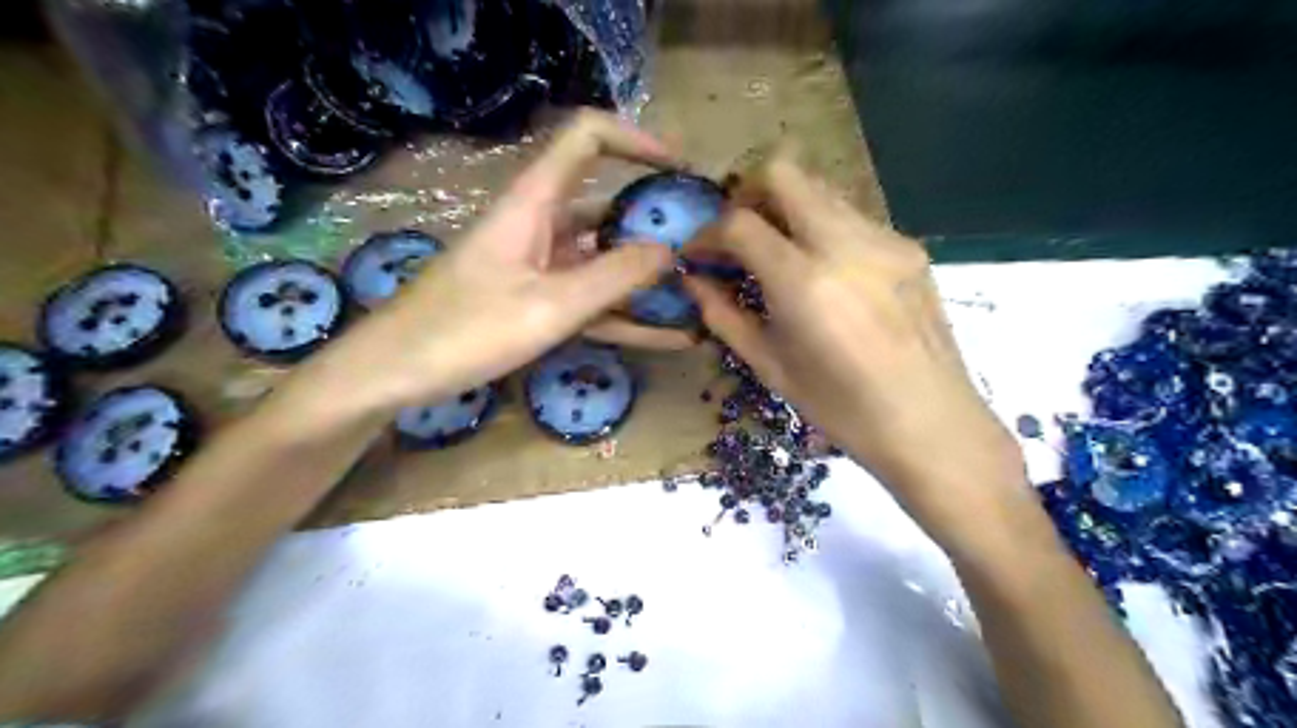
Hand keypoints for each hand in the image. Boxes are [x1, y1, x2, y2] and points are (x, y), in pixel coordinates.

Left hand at [336, 112, 697, 412]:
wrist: (396, 374)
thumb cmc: (466, 331)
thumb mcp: (550, 305)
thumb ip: (614, 277)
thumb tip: (669, 251)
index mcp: (534, 202)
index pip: (587, 138)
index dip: (636, 140)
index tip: (681, 169)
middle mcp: (540, 225)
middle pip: (606, 206)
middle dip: (656, 223)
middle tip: (706, 247)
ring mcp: (539, 267)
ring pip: (603, 260)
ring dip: (647, 278)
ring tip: (698, 295)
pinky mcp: (536, 302)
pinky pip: (591, 301)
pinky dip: (626, 315)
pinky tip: (670, 338)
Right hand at [682, 150, 1028, 528]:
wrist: (931, 423)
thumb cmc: (842, 409)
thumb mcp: (771, 366)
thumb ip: (724, 315)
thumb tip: (693, 280)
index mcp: (805, 282)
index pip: (740, 223)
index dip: (707, 233)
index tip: (697, 256)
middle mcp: (846, 243)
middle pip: (783, 173)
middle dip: (746, 195)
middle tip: (736, 236)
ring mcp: (885, 238)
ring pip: (820, 188)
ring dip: (785, 209)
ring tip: (776, 254)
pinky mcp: (909, 246)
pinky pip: (851, 216)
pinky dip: (821, 228)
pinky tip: (822, 271)